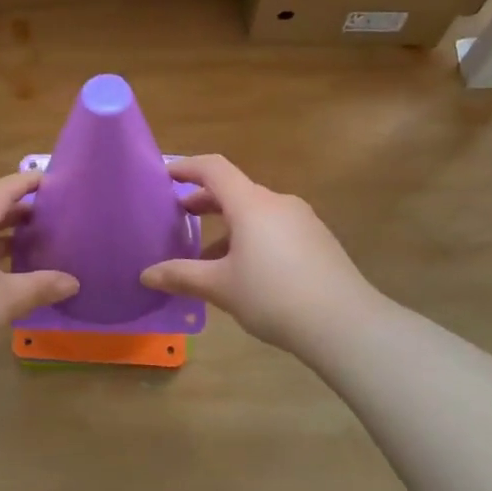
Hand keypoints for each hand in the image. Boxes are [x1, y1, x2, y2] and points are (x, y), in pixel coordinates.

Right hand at [140, 155, 377, 352]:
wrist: (345, 324)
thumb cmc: (273, 296)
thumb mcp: (220, 287)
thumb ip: (181, 276)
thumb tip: (146, 275)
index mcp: (251, 204)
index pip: (213, 168)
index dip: (187, 167)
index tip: (165, 175)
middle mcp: (277, 202)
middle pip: (235, 190)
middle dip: (204, 201)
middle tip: (179, 216)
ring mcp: (302, 220)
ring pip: (256, 212)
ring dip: (228, 225)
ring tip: (207, 255)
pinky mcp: (318, 240)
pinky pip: (275, 228)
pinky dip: (252, 237)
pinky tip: (245, 271)